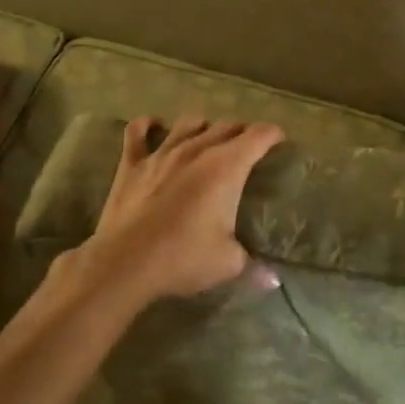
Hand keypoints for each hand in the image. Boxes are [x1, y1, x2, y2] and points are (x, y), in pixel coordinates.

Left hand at [69, 115, 284, 305]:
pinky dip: (147, 125)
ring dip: (203, 126)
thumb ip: (253, 265)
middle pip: (226, 126)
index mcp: (226, 166)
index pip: (258, 136)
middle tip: (247, 147)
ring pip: (188, 123)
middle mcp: (197, 150)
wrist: (125, 264)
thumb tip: (273, 280)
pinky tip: (154, 126)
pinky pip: (137, 132)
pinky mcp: (132, 164)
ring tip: (208, 137)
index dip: (272, 135)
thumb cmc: (183, 258)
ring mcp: (162, 153)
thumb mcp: (228, 264)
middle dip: (241, 132)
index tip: (279, 141)